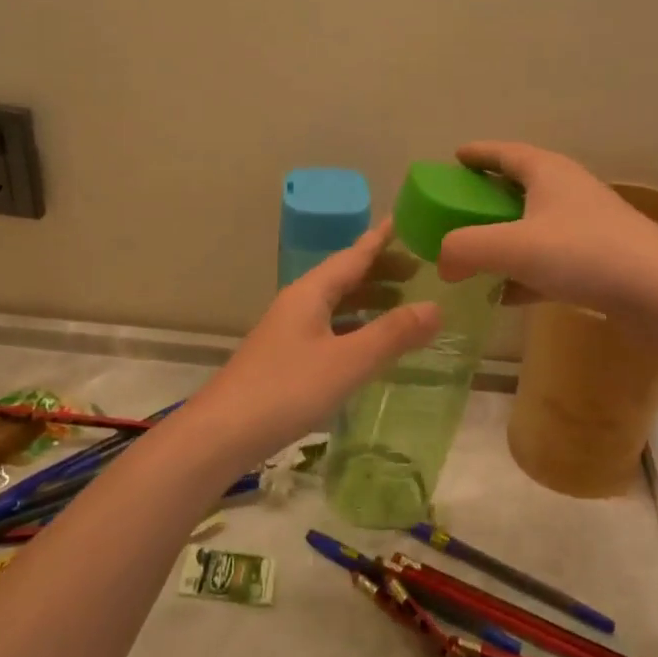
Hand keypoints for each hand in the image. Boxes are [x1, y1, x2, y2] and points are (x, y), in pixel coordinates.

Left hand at [192, 220, 440, 463]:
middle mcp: (299, 304)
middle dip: (380, 271)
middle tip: (419, 272)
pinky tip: (368, 346)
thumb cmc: (286, 390)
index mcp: (311, 293)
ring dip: (368, 300)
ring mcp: (289, 331)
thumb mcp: (348, 362)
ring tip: (402, 305)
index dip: (382, 239)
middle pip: (344, 277)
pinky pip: (329, 329)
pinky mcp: (285, 358)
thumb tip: (436, 307)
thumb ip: (392, 334)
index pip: (354, 255)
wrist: (221, 434)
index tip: (407, 222)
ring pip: (336, 304)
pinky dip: (355, 328)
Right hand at [437, 141, 657, 340]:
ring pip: (532, 227)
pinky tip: (504, 296)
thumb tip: (441, 262)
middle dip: (484, 198)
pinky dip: (523, 273)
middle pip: (517, 188)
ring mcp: (585, 228)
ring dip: (502, 239)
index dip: (477, 153)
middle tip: (454, 212)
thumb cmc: (586, 254)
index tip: (452, 159)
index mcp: (548, 172)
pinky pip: (548, 262)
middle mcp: (567, 192)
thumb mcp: (514, 247)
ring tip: (471, 256)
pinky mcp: (597, 263)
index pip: (504, 152)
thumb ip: (466, 249)